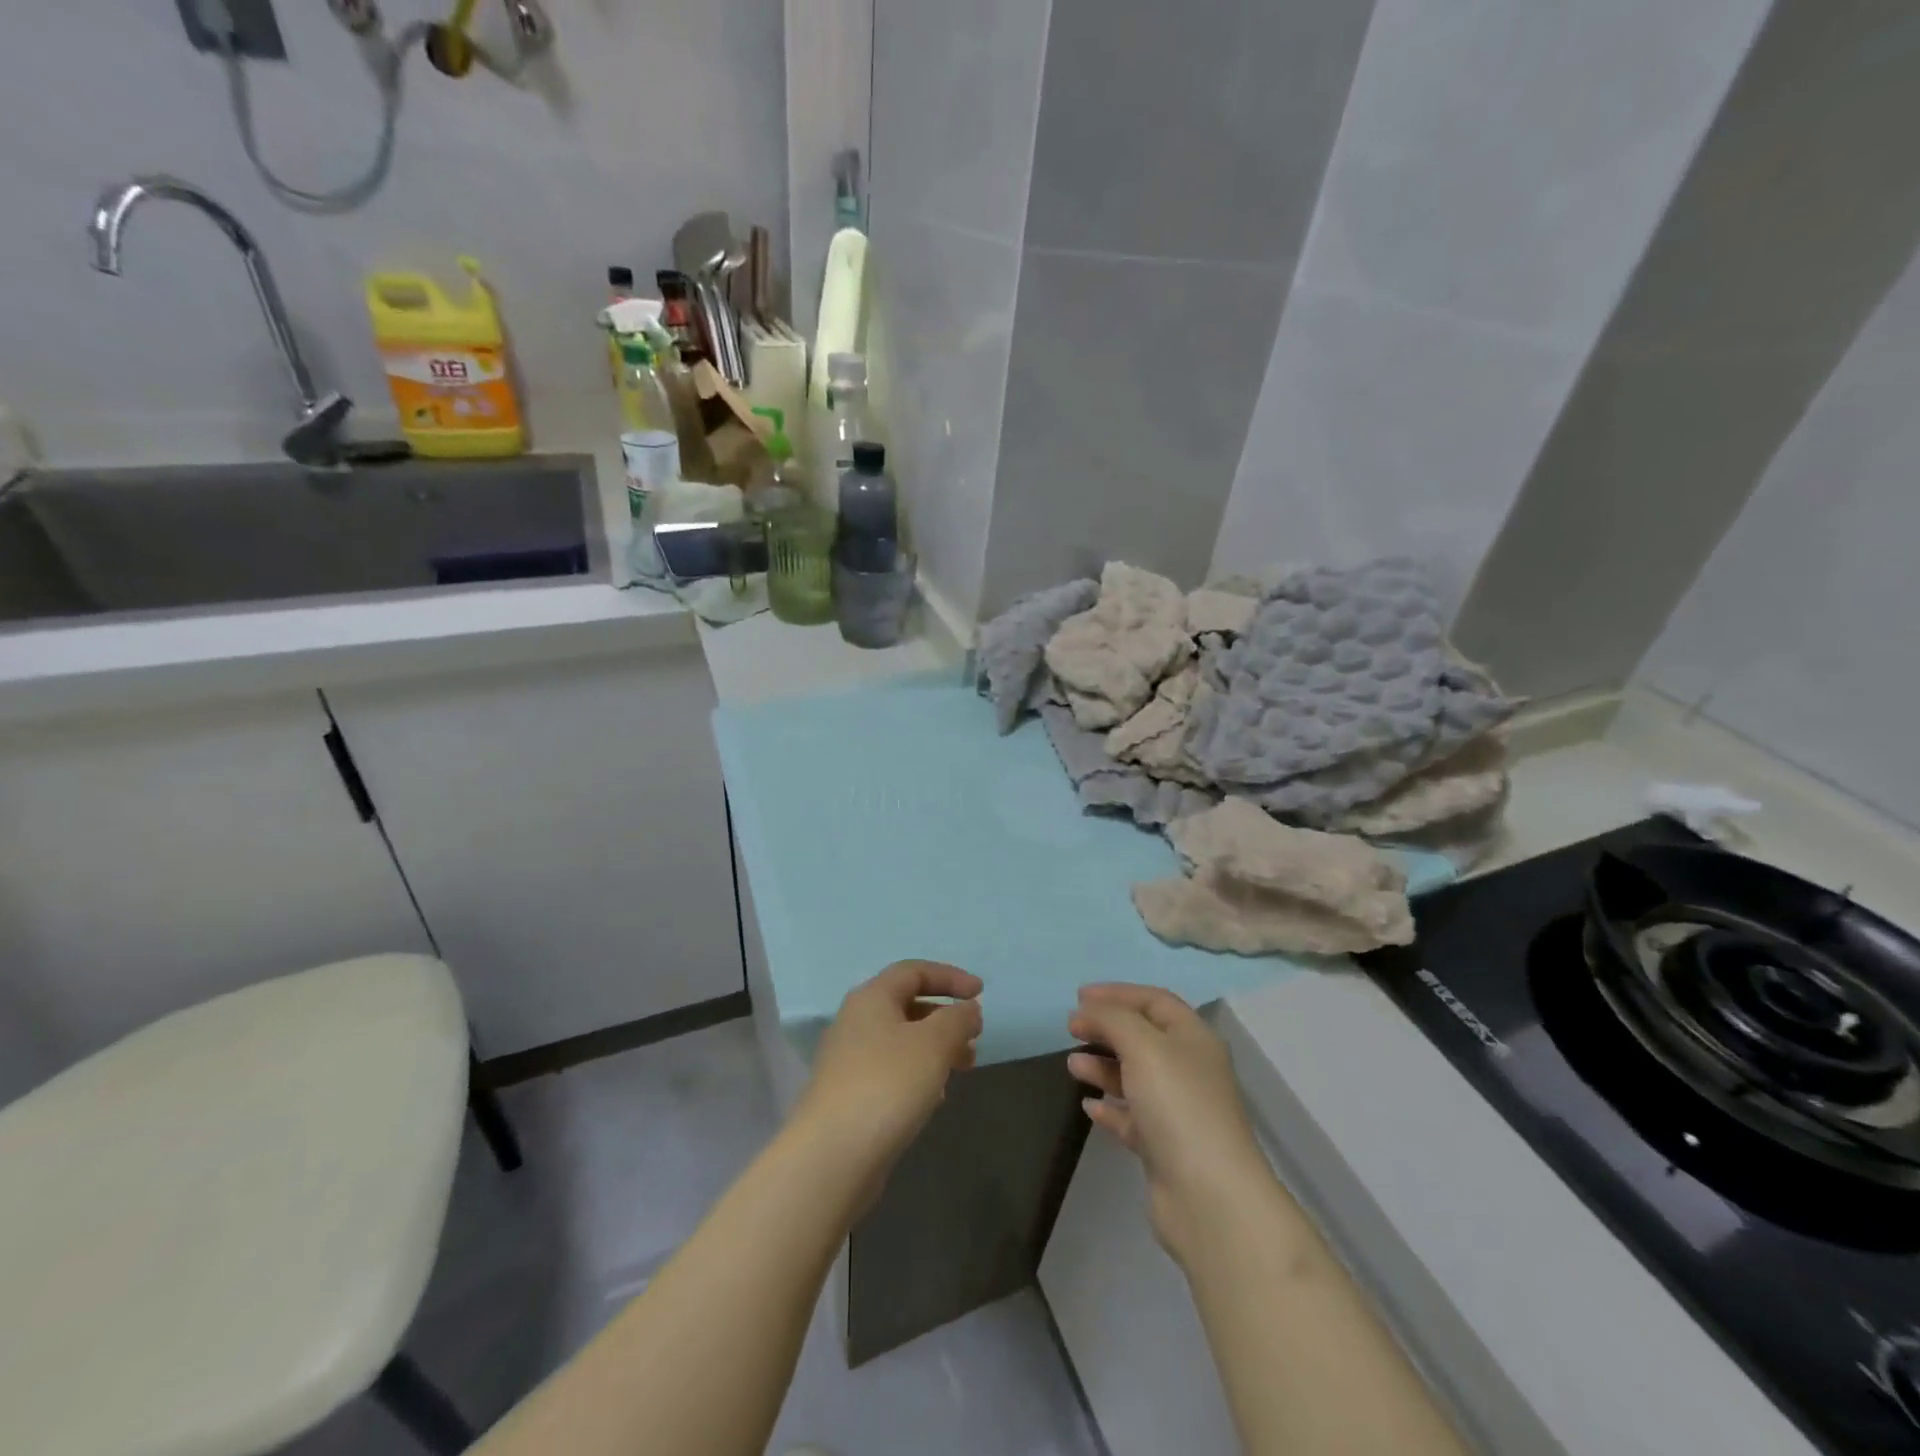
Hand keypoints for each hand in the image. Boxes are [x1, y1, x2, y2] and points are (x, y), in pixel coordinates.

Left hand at [794, 960, 983, 1191]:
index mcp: (872, 997)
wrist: (832, 1155)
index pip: (914, 971)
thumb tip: (968, 1009)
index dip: (950, 977)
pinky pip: (892, 1070)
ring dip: (936, 1048)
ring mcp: (850, 1059)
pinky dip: (919, 1073)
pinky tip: (935, 1097)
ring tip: (963, 1069)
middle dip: (946, 1018)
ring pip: (902, 1040)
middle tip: (975, 1039)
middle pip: (908, 1005)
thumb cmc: (887, 1085)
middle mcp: (856, 1021)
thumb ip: (957, 1019)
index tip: (981, 994)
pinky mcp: (850, 1094)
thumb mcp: (933, 1044)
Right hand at [1067, 984, 1273, 1263]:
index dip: (1117, 993)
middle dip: (1107, 1028)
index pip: (1155, 1001)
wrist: (1210, 1199)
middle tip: (1071, 1029)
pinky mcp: (1165, 1148)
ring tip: (1072, 1065)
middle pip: (1144, 1037)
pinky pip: (1132, 1118)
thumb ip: (1111, 1019)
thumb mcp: (1143, 1046)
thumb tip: (1086, 1011)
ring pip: (1135, 1077)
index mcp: (1194, 1039)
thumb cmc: (1178, 1106)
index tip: (1078, 997)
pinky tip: (1089, 1106)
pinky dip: (1110, 1107)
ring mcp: (1179, 1112)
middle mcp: (1189, 1070)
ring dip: (1103, 1067)